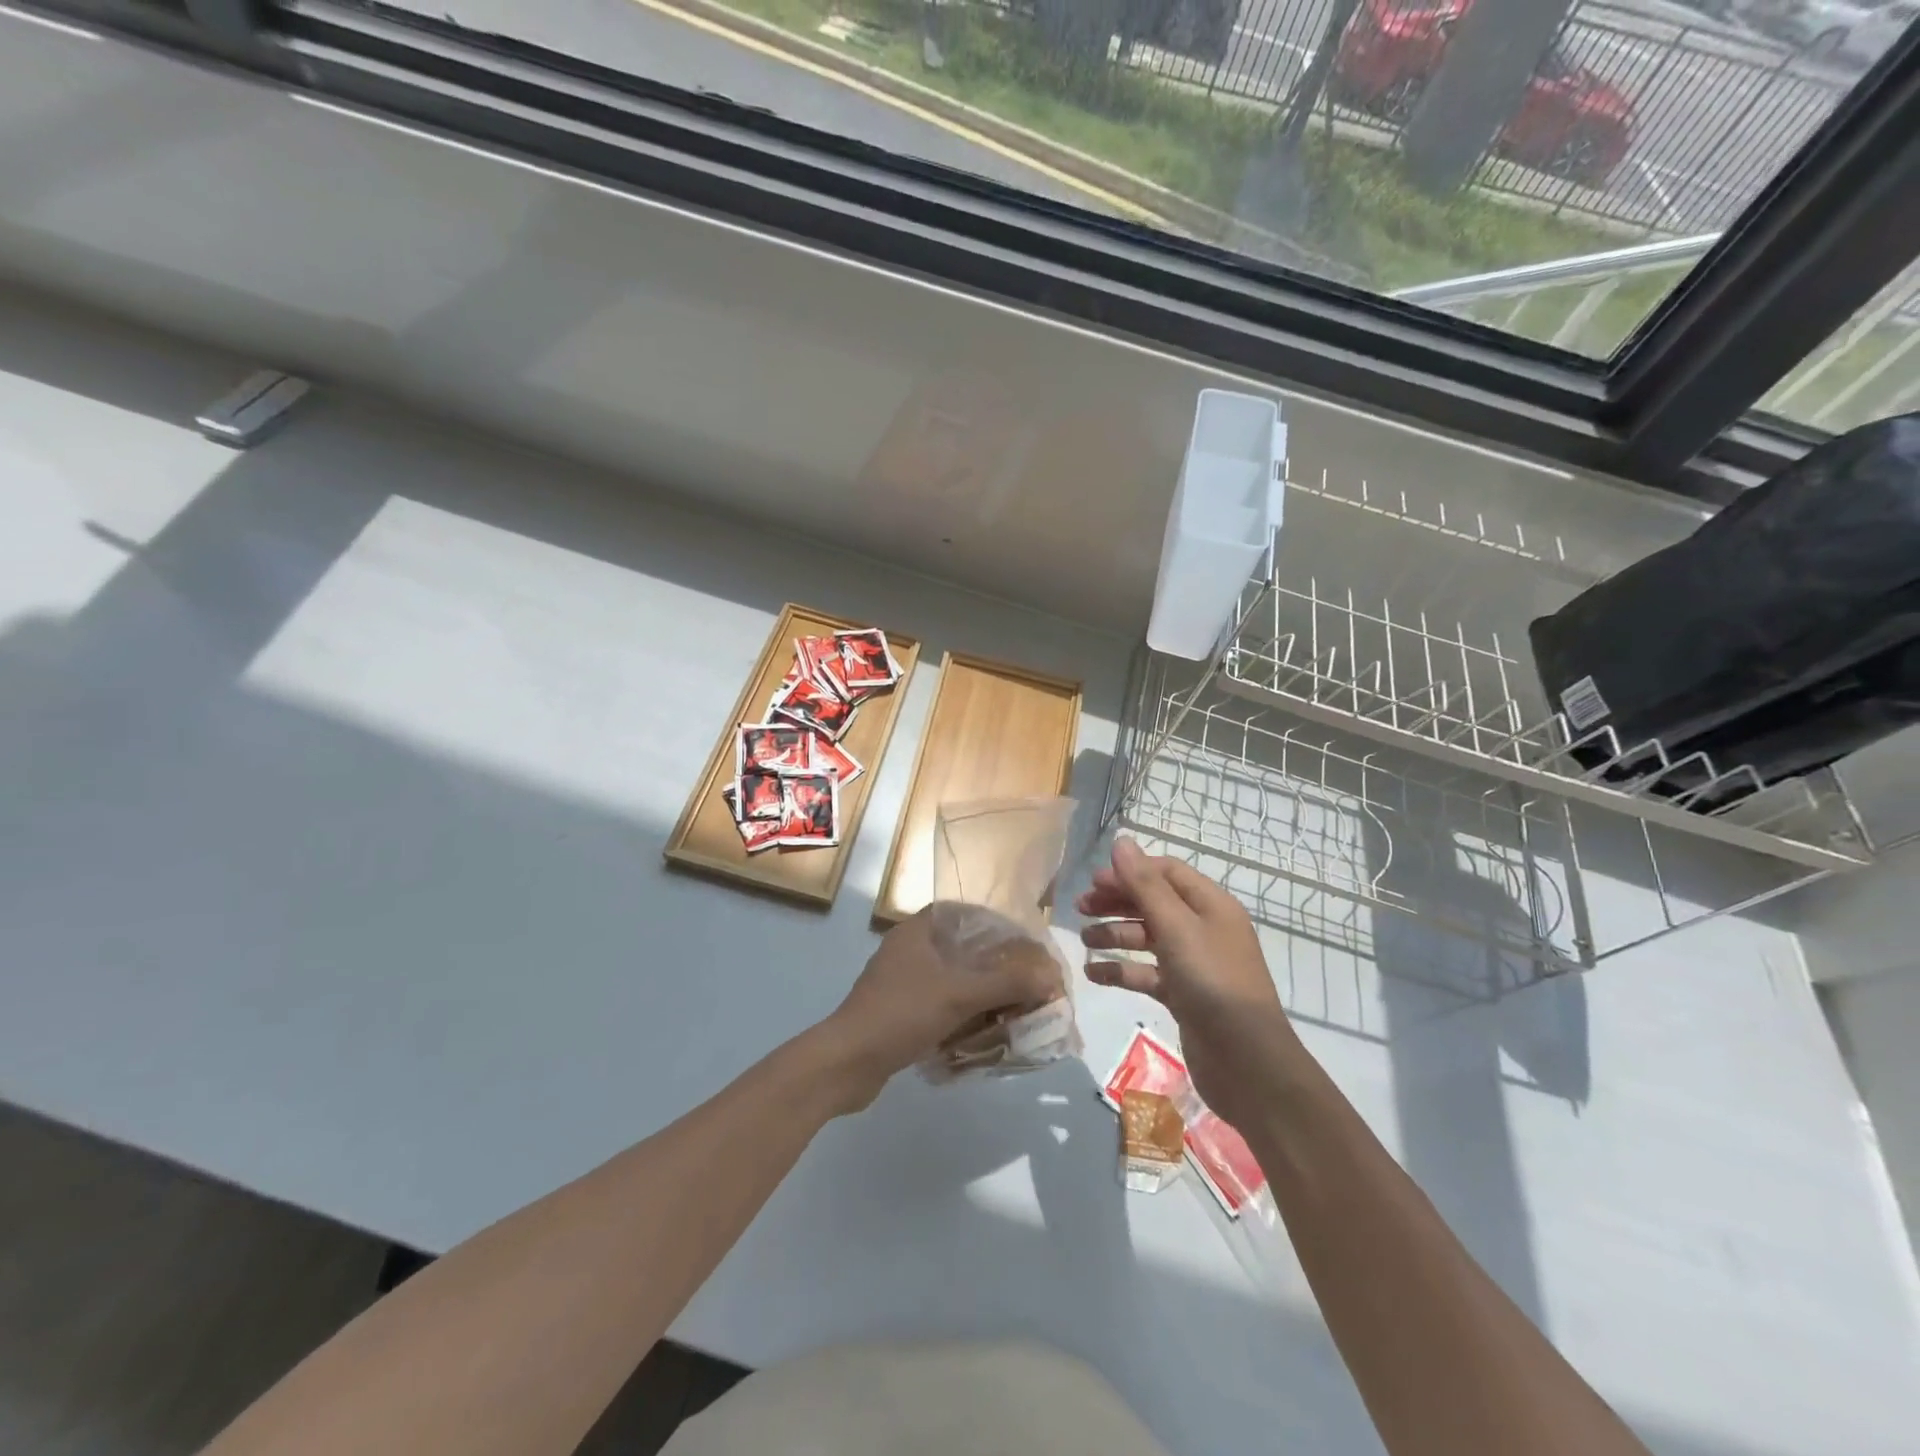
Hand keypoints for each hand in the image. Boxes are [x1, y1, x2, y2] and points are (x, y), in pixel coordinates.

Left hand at [819, 903, 1060, 1112]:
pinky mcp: (900, 1012)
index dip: (997, 924)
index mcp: (917, 930)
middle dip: (996, 965)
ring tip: (1015, 1007)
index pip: (965, 912)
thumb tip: (1050, 976)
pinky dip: (964, 1014)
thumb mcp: (959, 994)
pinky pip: (942, 1004)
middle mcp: (909, 949)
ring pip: (954, 979)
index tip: (1026, 943)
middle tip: (1028, 981)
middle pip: (963, 948)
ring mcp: (902, 982)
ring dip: (982, 993)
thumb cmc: (901, 1014)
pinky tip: (986, 1031)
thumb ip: (1007, 981)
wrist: (846, 1064)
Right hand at [1079, 838, 1300, 1128]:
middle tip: (1080, 908)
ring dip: (1114, 935)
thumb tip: (1121, 841)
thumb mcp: (1177, 928)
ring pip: (1147, 938)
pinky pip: (1146, 973)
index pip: (1166, 872)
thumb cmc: (1213, 984)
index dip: (1130, 871)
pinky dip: (1121, 970)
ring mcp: (1194, 964)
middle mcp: (1204, 929)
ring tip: (1083, 940)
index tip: (1094, 881)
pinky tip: (1093, 974)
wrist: (1248, 1064)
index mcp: (1211, 905)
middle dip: (1117, 902)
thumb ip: (1145, 886)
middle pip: (1154, 902)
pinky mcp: (1183, 995)